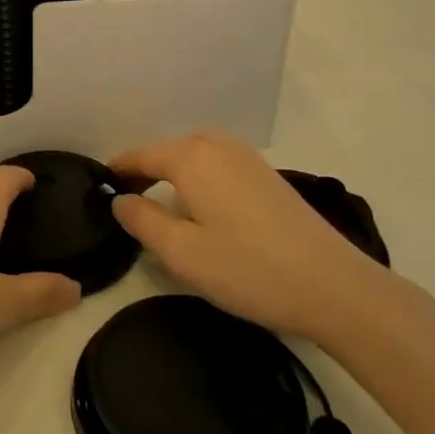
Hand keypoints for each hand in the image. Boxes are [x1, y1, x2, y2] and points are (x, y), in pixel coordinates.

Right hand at [110, 130, 389, 346]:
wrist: (334, 286)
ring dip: (176, 170)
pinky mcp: (270, 177)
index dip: (120, 168)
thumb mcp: (183, 253)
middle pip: (171, 148)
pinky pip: (221, 163)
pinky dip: (201, 174)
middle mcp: (220, 147)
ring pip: (198, 153)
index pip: (143, 155)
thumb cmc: (249, 269)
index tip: (100, 183)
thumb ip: (143, 221)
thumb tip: (120, 200)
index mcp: (193, 158)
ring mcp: (249, 159)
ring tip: (162, 200)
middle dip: (147, 167)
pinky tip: (204, 205)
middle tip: (128, 198)